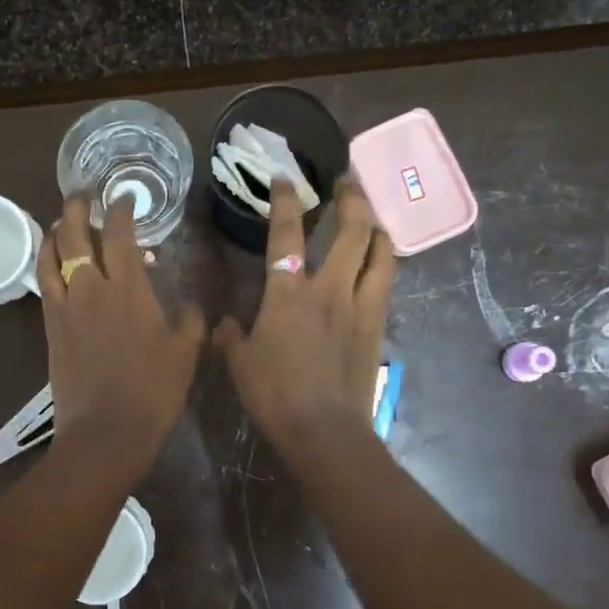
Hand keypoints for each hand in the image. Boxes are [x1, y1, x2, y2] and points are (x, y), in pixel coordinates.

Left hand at [39, 195, 205, 477]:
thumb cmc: (153, 392)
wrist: (105, 431)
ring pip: (52, 253)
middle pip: (77, 233)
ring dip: (57, 230)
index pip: (121, 233)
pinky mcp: (50, 326)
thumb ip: (192, 322)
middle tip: (85, 193)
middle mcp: (92, 287)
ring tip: (64, 220)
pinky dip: (45, 261)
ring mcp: (66, 305)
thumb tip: (195, 305)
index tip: (125, 198)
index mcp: (130, 288)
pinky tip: (52, 259)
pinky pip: (43, 281)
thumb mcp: (186, 354)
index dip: (122, 209)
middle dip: (79, 206)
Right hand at [214, 179, 394, 454]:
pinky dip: (384, 263)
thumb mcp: (239, 363)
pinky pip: (386, 283)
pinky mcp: (377, 326)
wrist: (324, 429)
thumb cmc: (275, 394)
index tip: (285, 179)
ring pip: (380, 253)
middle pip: (351, 231)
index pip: (286, 234)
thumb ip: (229, 337)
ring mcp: (359, 306)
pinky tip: (380, 263)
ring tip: (373, 218)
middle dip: (352, 199)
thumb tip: (223, 324)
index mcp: (288, 294)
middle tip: (348, 183)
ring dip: (377, 228)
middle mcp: (328, 289)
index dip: (285, 202)